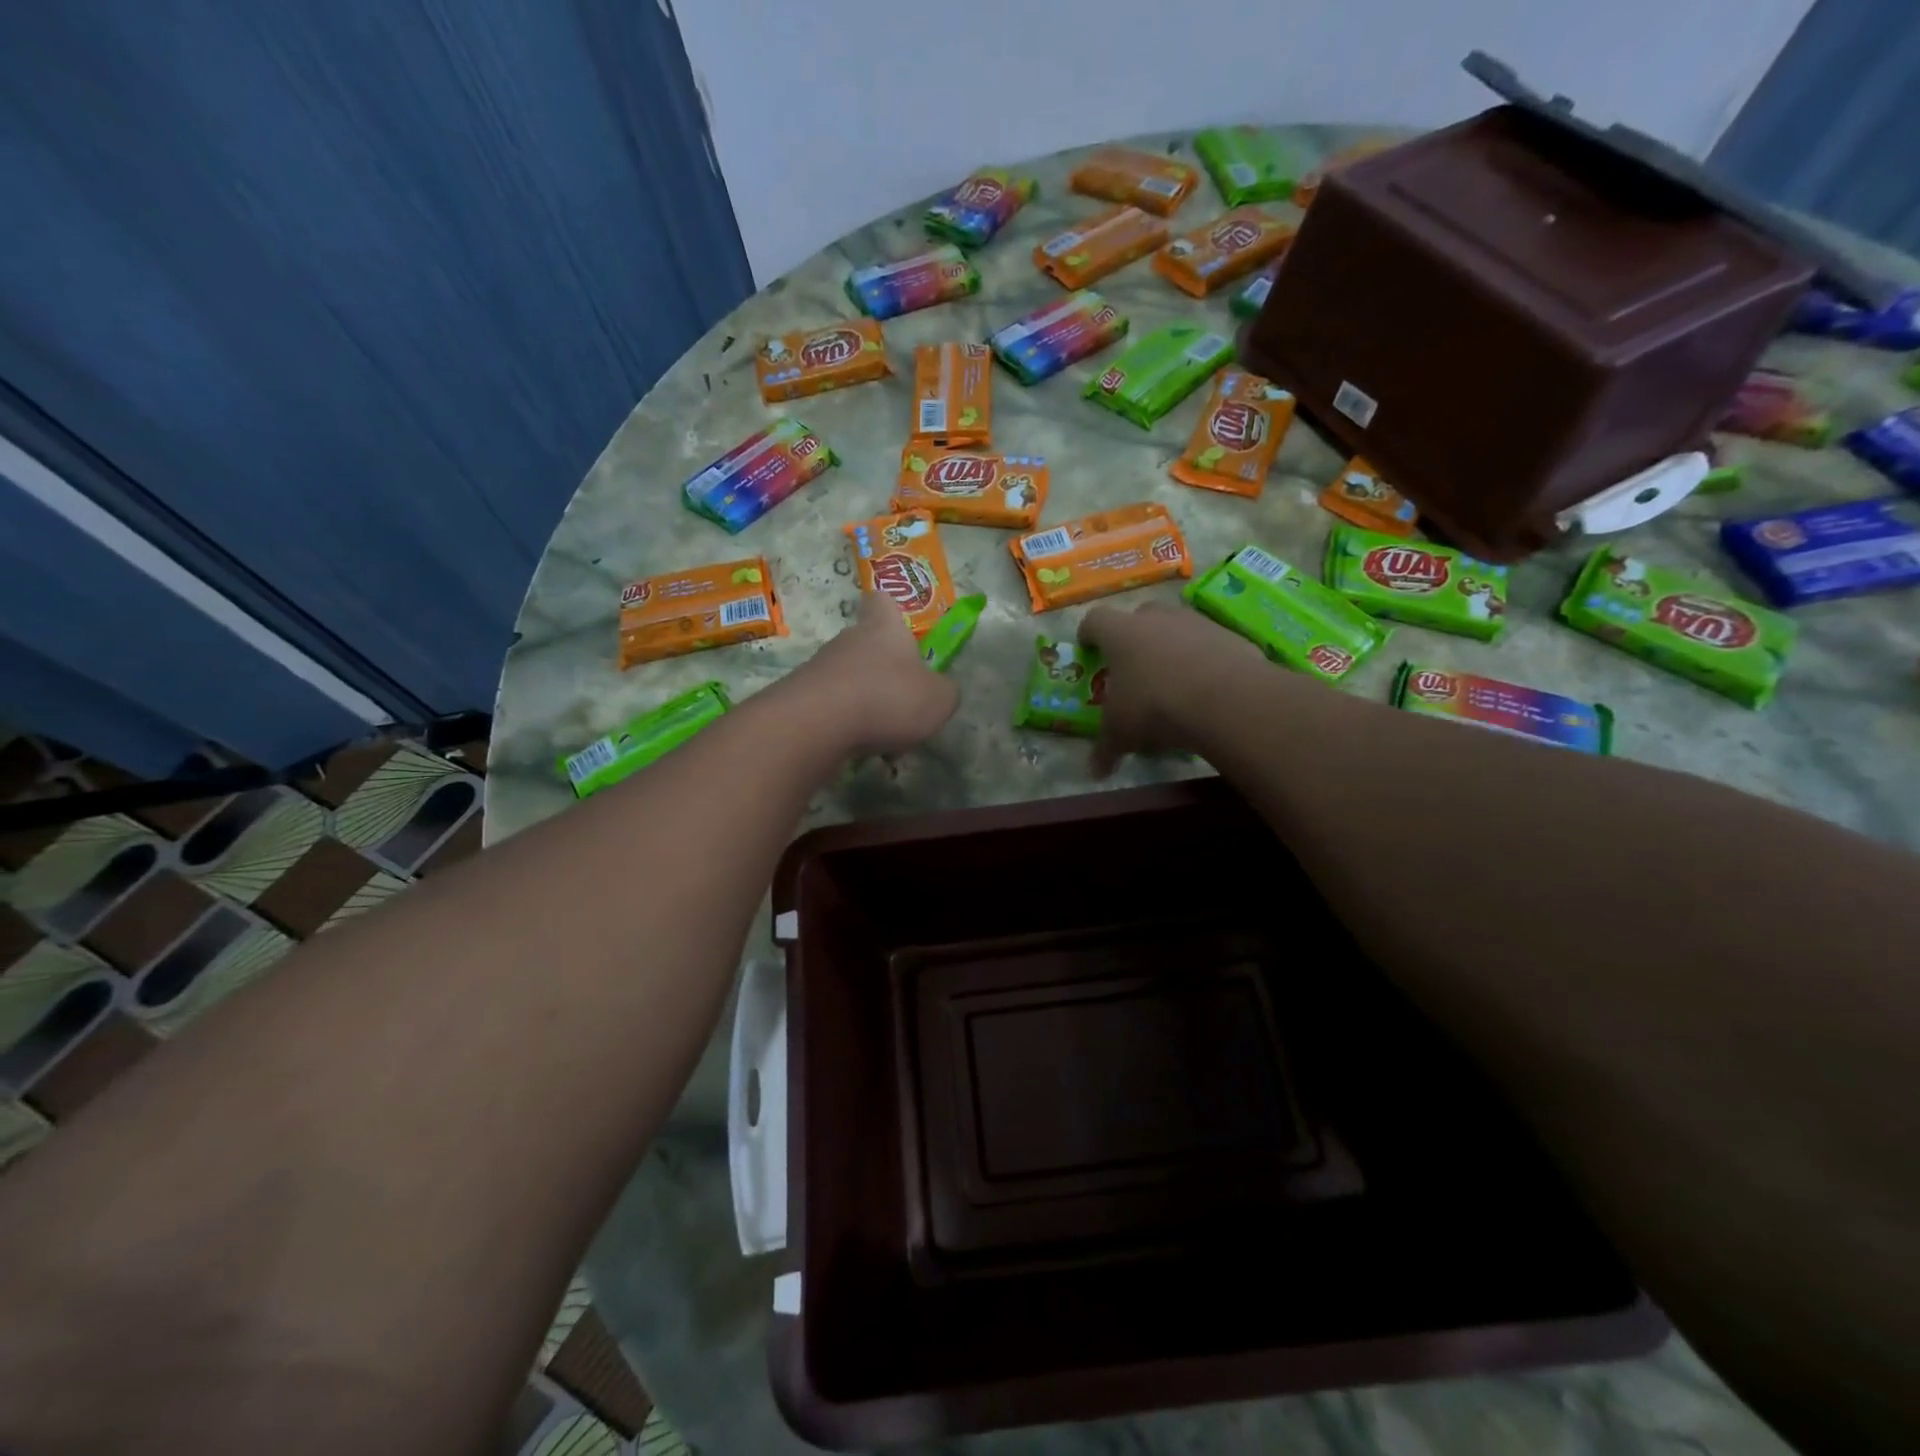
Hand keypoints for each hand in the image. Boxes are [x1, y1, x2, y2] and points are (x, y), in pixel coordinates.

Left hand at [796, 592, 958, 754]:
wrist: (817, 725)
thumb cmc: (888, 698)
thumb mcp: (938, 699)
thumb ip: (944, 692)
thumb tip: (939, 691)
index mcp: (884, 628)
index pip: (881, 601)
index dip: (891, 611)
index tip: (900, 628)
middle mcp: (848, 640)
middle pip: (866, 645)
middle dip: (883, 670)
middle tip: (903, 700)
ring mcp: (820, 668)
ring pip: (849, 680)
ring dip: (866, 702)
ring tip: (883, 736)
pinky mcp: (801, 699)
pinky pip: (832, 708)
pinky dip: (846, 726)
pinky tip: (858, 749)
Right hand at [1079, 602, 1260, 775]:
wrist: (1226, 699)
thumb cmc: (1155, 707)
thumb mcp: (1122, 734)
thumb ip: (1106, 749)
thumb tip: (1095, 771)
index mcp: (1120, 633)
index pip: (1095, 621)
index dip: (1088, 635)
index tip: (1088, 649)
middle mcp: (1157, 618)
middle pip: (1139, 616)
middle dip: (1135, 638)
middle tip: (1134, 666)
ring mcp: (1197, 623)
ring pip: (1177, 628)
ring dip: (1172, 647)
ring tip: (1174, 681)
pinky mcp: (1231, 636)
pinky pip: (1210, 644)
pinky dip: (1205, 660)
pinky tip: (1207, 689)